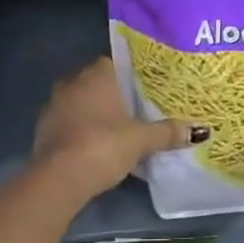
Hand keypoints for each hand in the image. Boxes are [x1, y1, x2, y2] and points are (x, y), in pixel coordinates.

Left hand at [33, 57, 205, 200]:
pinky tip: (94, 147)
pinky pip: (68, 122)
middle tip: (136, 112)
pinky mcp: (43, 128)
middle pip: (98, 83)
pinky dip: (80, 130)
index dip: (131, 76)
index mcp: (96, 74)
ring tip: (117, 132)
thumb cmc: (102, 146)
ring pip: (81, 102)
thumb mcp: (140, 140)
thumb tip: (200, 130)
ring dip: (95, 114)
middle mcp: (72, 81)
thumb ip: (167, 132)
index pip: (116, 64)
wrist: (57, 179)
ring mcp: (54, 104)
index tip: (145, 91)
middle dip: (114, 96)